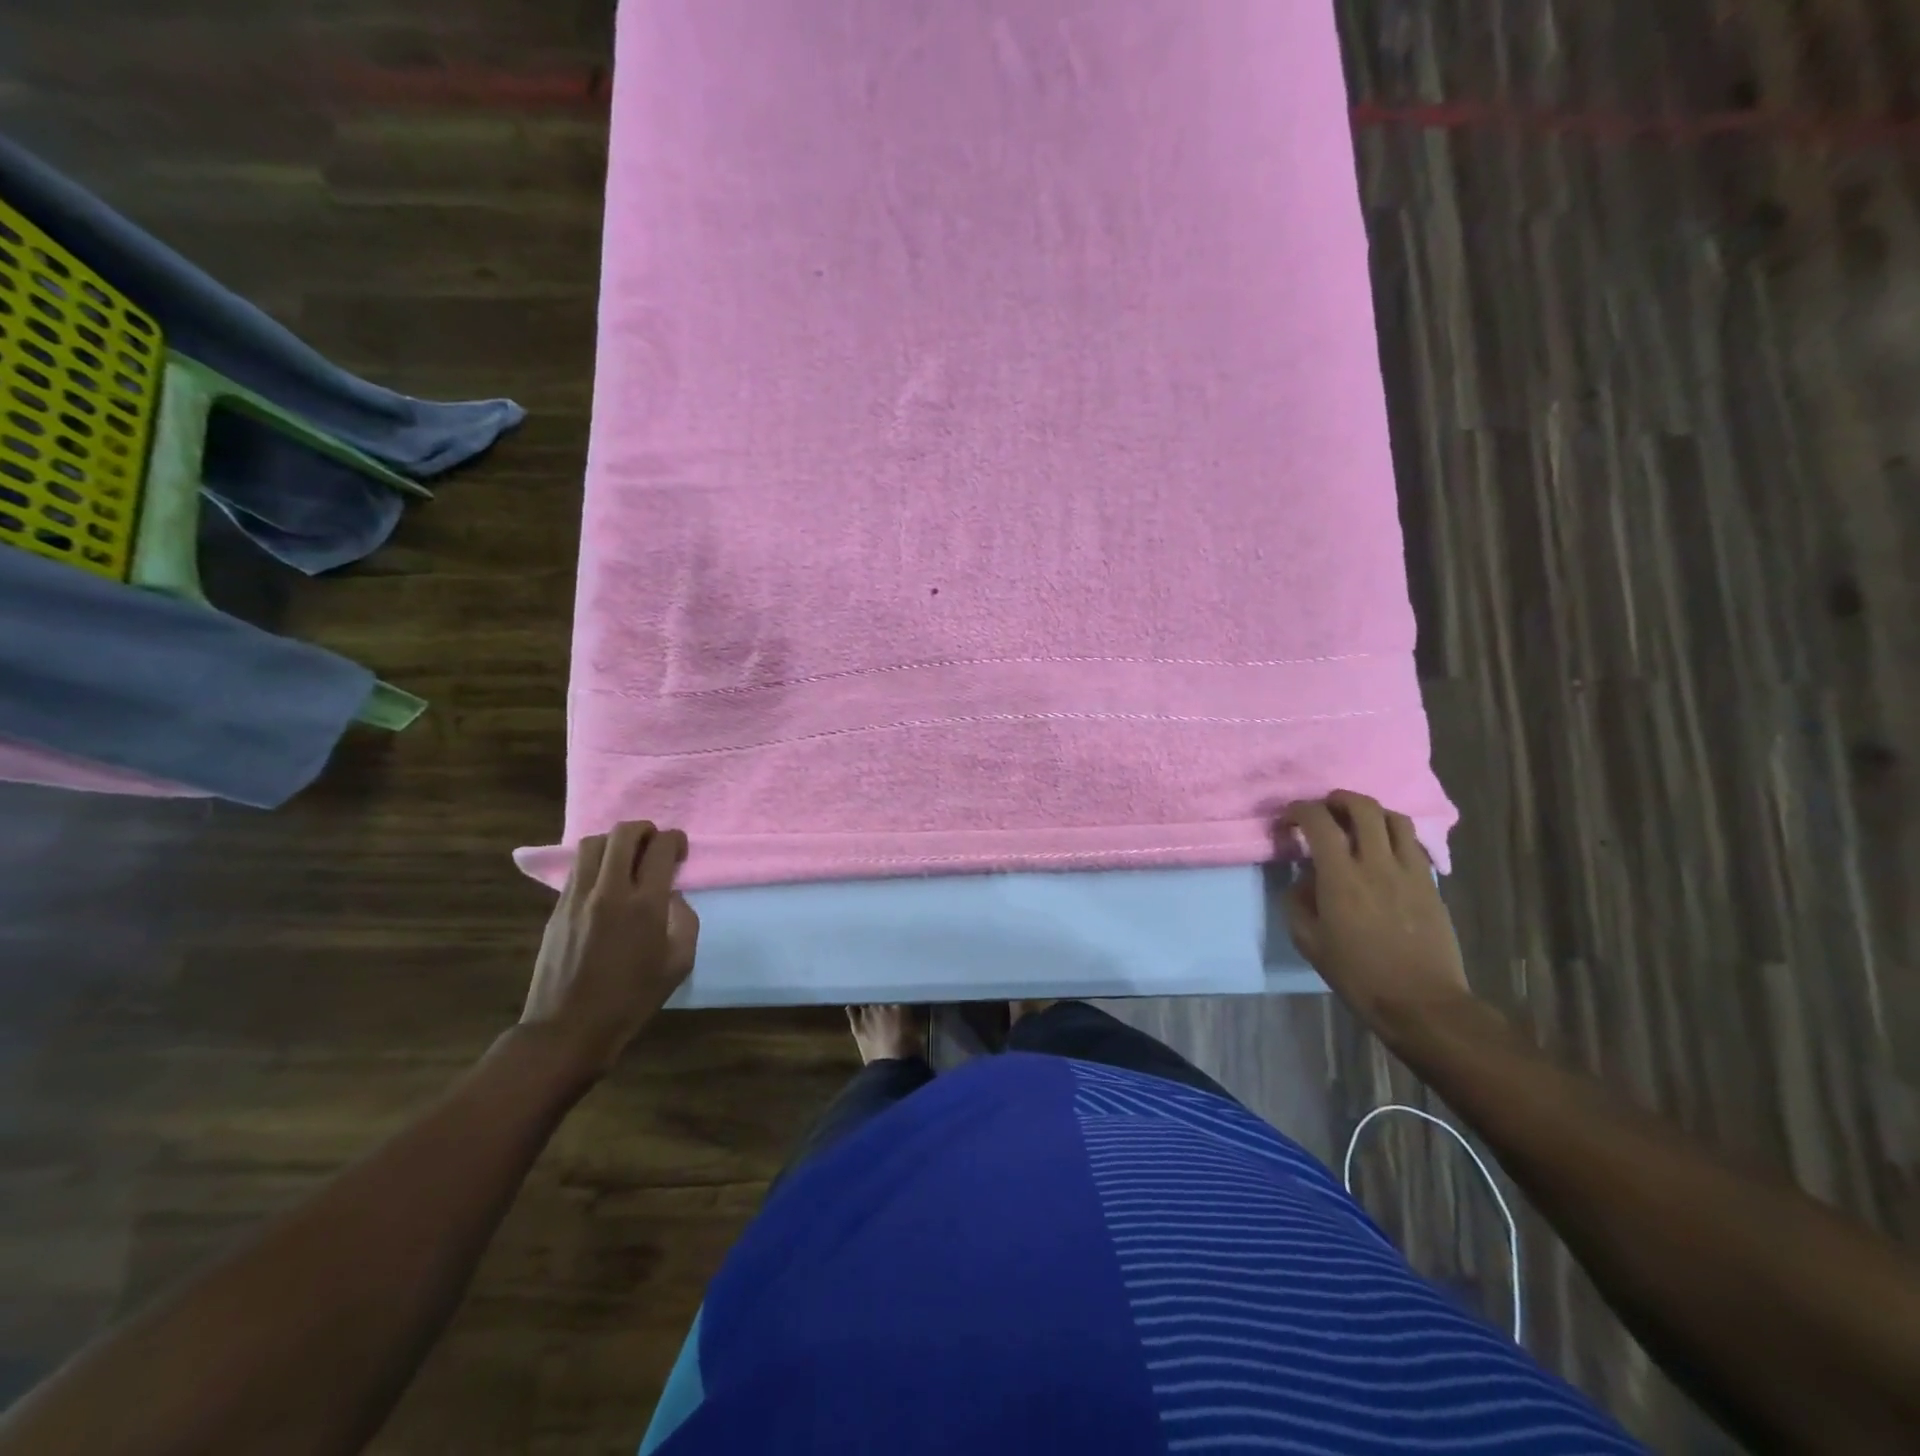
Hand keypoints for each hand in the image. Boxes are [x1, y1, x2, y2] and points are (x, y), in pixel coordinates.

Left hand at [521, 821, 700, 1077]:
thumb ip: (684, 920)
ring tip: (627, 860)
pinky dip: (596, 862)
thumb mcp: (679, 963)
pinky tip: (605, 881)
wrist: (568, 1028)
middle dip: (646, 830)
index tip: (680, 852)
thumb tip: (672, 896)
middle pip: (624, 833)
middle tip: (655, 846)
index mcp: (645, 904)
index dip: (675, 840)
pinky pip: (577, 867)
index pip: (661, 847)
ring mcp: (578, 897)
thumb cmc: (632, 999)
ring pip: (594, 843)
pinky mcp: (557, 907)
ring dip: (616, 842)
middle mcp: (610, 890)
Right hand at [1282, 791, 1471, 1032]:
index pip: (1318, 821)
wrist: (1421, 1002)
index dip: (1298, 811)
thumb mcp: (1309, 942)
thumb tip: (1304, 880)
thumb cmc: (1358, 975)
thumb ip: (1298, 903)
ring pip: (1395, 818)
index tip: (1288, 821)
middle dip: (1337, 800)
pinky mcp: (1431, 884)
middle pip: (1362, 807)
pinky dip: (1394, 836)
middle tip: (1324, 810)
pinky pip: (1413, 844)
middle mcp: (1377, 863)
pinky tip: (1384, 851)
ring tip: (1357, 824)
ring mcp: (1409, 871)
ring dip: (1371, 813)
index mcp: (1341, 877)